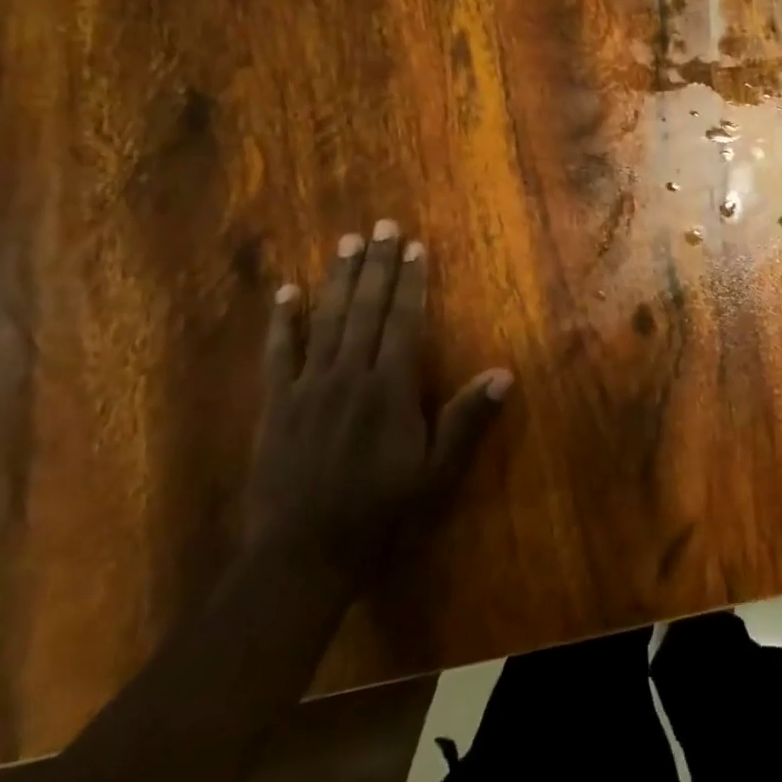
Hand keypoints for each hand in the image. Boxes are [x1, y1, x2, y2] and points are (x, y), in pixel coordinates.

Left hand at [247, 219, 512, 577]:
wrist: (301, 556)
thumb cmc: (380, 513)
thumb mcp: (435, 473)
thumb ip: (466, 420)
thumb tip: (503, 374)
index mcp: (390, 388)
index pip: (404, 320)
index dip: (411, 281)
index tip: (414, 246)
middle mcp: (350, 374)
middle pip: (367, 308)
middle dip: (378, 264)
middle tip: (383, 225)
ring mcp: (309, 386)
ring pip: (327, 319)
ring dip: (339, 278)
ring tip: (347, 242)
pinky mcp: (277, 403)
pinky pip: (279, 353)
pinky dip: (283, 321)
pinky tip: (287, 292)